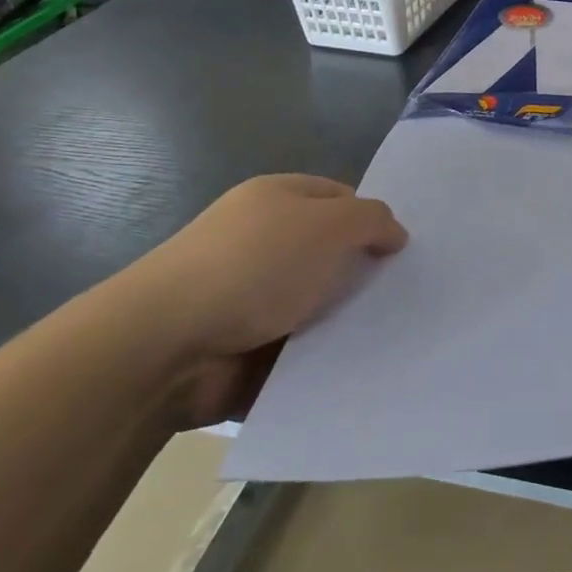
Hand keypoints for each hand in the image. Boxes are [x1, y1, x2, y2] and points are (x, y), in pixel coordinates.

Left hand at [115, 174, 406, 427]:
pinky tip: (354, 372)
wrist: (165, 346)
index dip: (372, 220)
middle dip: (363, 277)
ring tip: (392, 343)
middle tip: (406, 300)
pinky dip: (318, 362)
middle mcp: (263, 241)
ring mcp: (249, 296)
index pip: (340, 198)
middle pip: (330, 254)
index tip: (401, 254)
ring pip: (316, 306)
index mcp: (277, 199)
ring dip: (343, 325)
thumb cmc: (253, 266)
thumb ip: (370, 219)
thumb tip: (394, 234)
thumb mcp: (326, 224)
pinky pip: (296, 350)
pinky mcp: (242, 347)